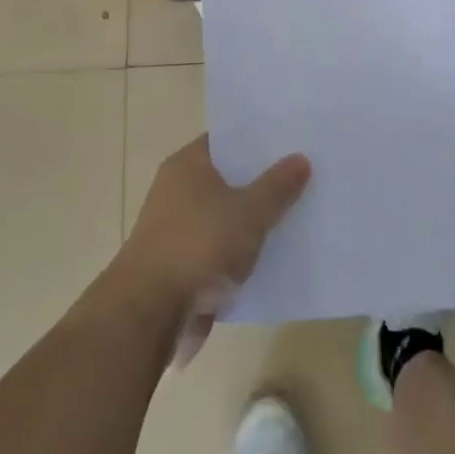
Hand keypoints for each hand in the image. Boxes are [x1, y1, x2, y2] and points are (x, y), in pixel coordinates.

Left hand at [115, 135, 309, 363]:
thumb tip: (300, 158)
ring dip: (252, 222)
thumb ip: (276, 186)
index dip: (259, 141)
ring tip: (298, 217)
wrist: (149, 313)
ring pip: (225, 217)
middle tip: (305, 178)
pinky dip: (240, 254)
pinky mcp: (181, 266)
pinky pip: (219, 250)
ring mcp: (177, 229)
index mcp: (188, 165)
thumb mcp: (249, 213)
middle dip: (262, 182)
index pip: (227, 140)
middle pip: (228, 178)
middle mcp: (178, 190)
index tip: (292, 143)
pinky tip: (273, 258)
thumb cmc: (199, 246)